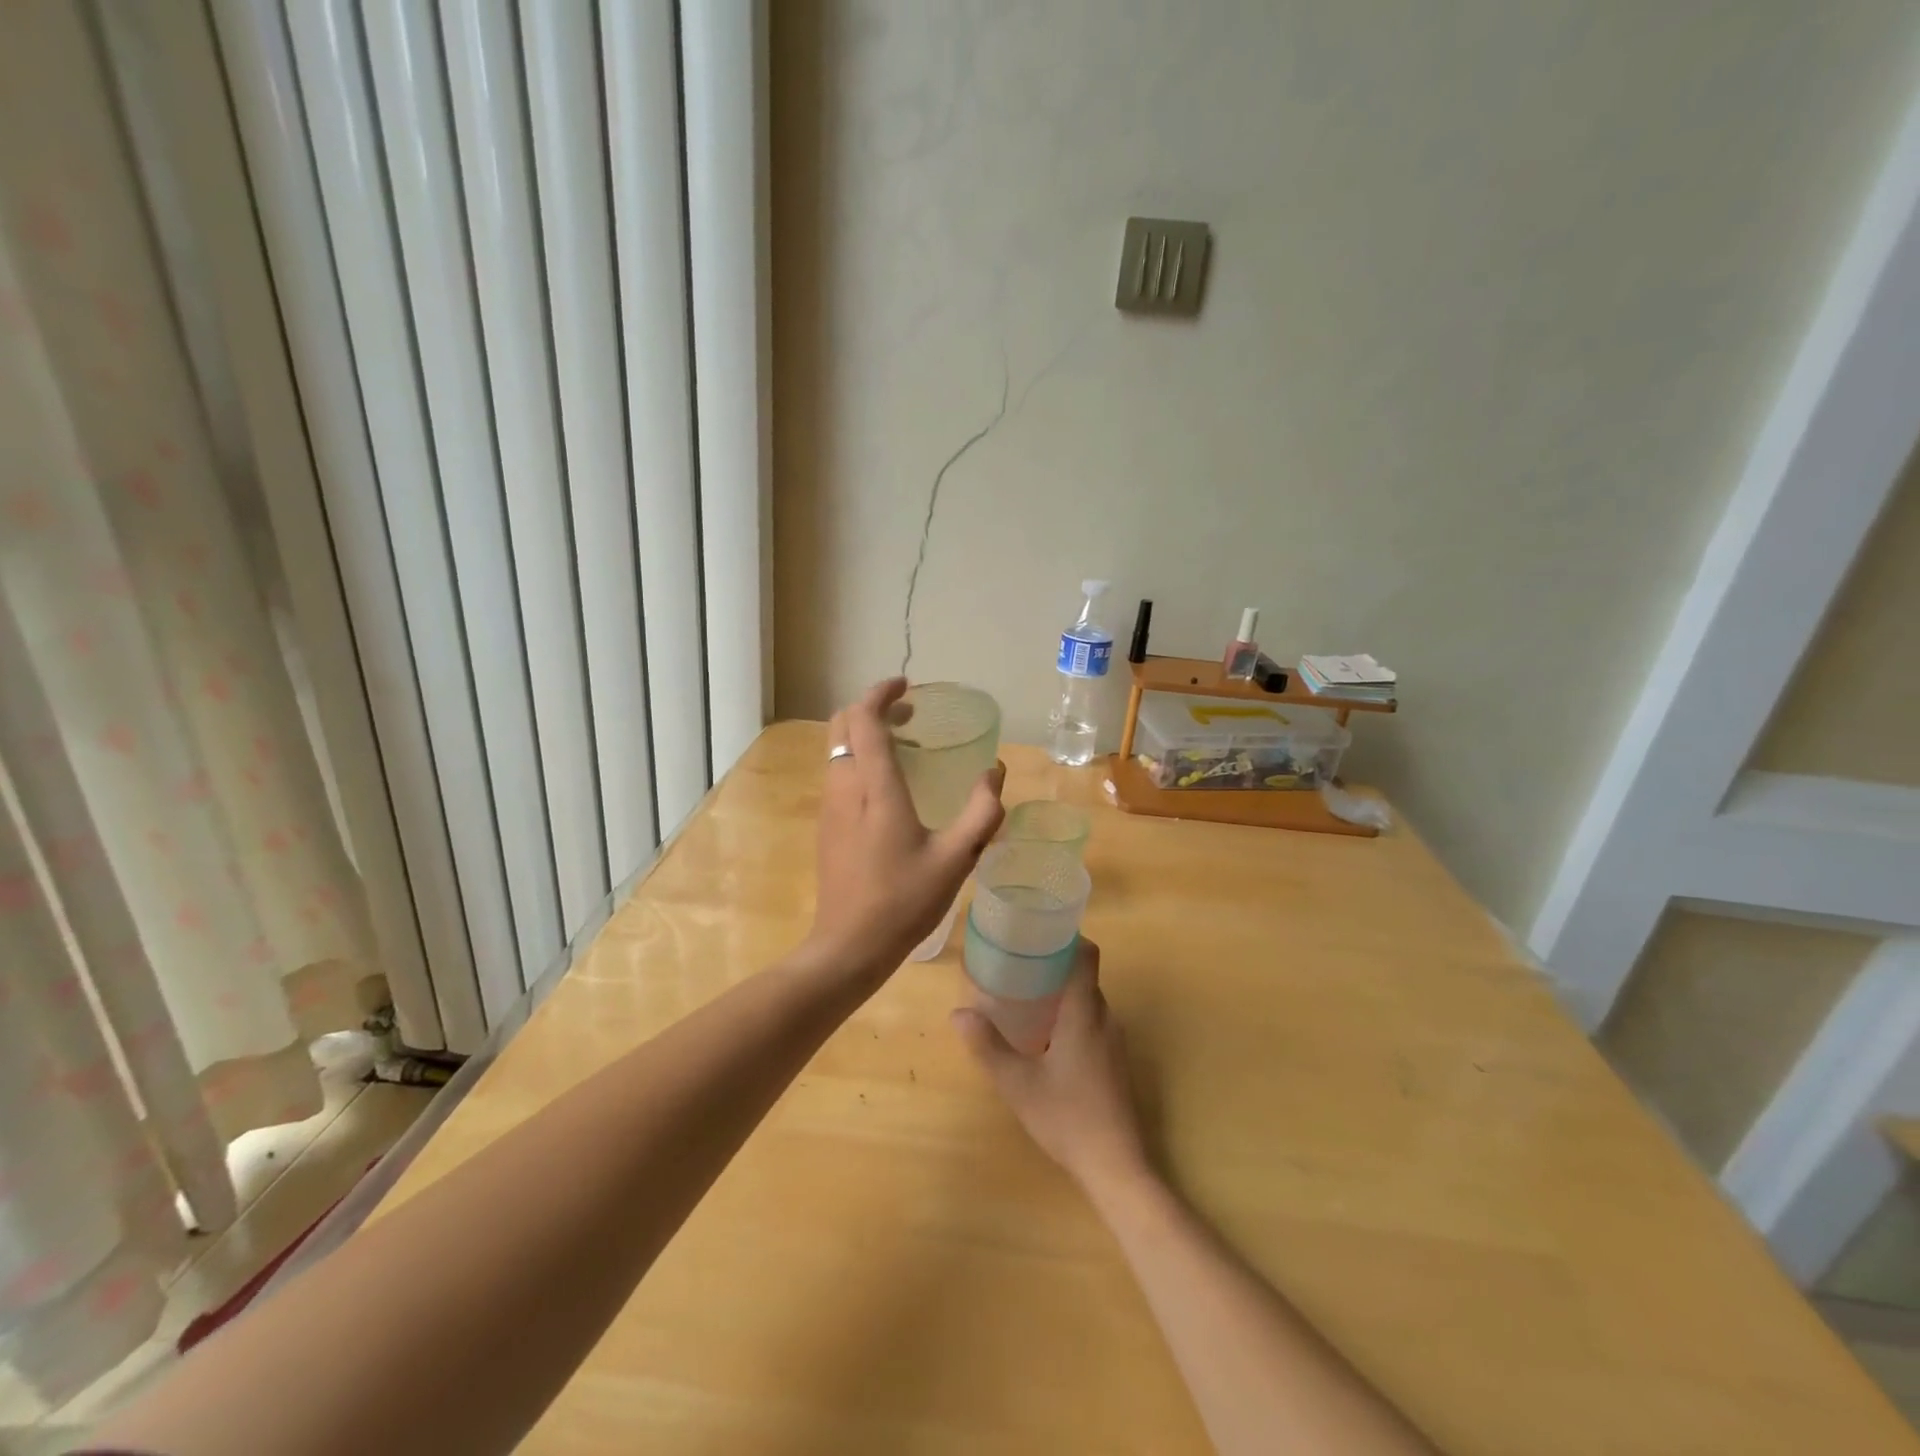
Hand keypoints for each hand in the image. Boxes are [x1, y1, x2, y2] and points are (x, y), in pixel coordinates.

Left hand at [806, 678, 1004, 981]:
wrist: (848, 947)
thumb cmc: (904, 901)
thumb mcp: (956, 858)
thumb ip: (982, 812)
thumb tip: (995, 773)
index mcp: (875, 788)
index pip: (865, 719)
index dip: (882, 693)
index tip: (907, 686)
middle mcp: (845, 787)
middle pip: (842, 725)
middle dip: (872, 708)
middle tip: (910, 715)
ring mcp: (830, 807)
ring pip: (838, 749)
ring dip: (866, 734)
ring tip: (906, 747)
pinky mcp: (826, 826)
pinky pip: (838, 773)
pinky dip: (860, 759)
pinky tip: (890, 787)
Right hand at [952, 941, 1150, 1197]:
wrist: (1116, 1166)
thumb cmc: (1067, 1118)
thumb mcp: (1018, 1084)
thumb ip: (988, 1046)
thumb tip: (958, 1013)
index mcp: (1084, 1014)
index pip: (1086, 956)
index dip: (1068, 936)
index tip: (1038, 931)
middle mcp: (1104, 1019)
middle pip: (1084, 976)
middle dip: (1055, 964)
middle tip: (1018, 962)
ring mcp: (1113, 1042)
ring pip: (1088, 1000)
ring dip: (1062, 991)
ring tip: (1025, 994)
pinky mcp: (1114, 1061)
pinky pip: (1092, 1020)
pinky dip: (1070, 1013)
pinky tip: (1044, 1034)